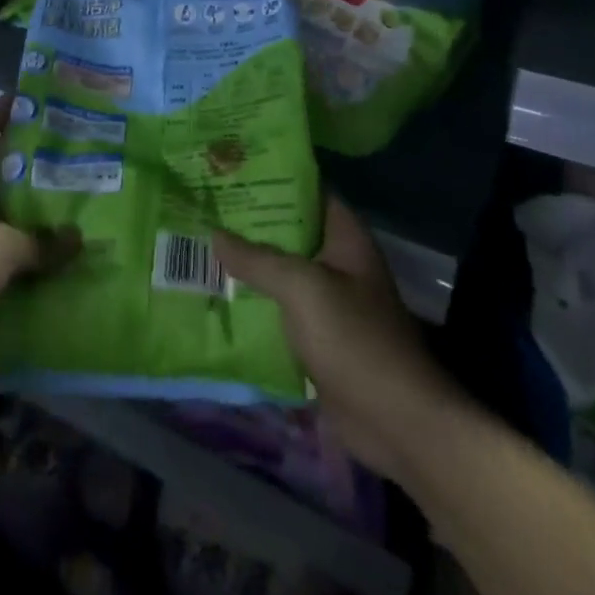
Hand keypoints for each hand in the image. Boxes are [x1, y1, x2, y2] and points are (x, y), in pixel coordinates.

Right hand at [213, 198, 461, 488]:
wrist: (396, 424)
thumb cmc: (355, 341)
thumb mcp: (303, 288)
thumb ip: (258, 259)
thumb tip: (213, 234)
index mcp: (345, 238)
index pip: (307, 190)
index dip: (272, 178)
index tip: (230, 170)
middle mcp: (336, 263)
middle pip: (289, 232)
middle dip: (249, 222)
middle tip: (203, 206)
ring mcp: (327, 302)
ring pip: (280, 272)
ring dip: (246, 264)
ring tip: (198, 244)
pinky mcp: (316, 338)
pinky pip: (278, 310)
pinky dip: (251, 303)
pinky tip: (214, 295)